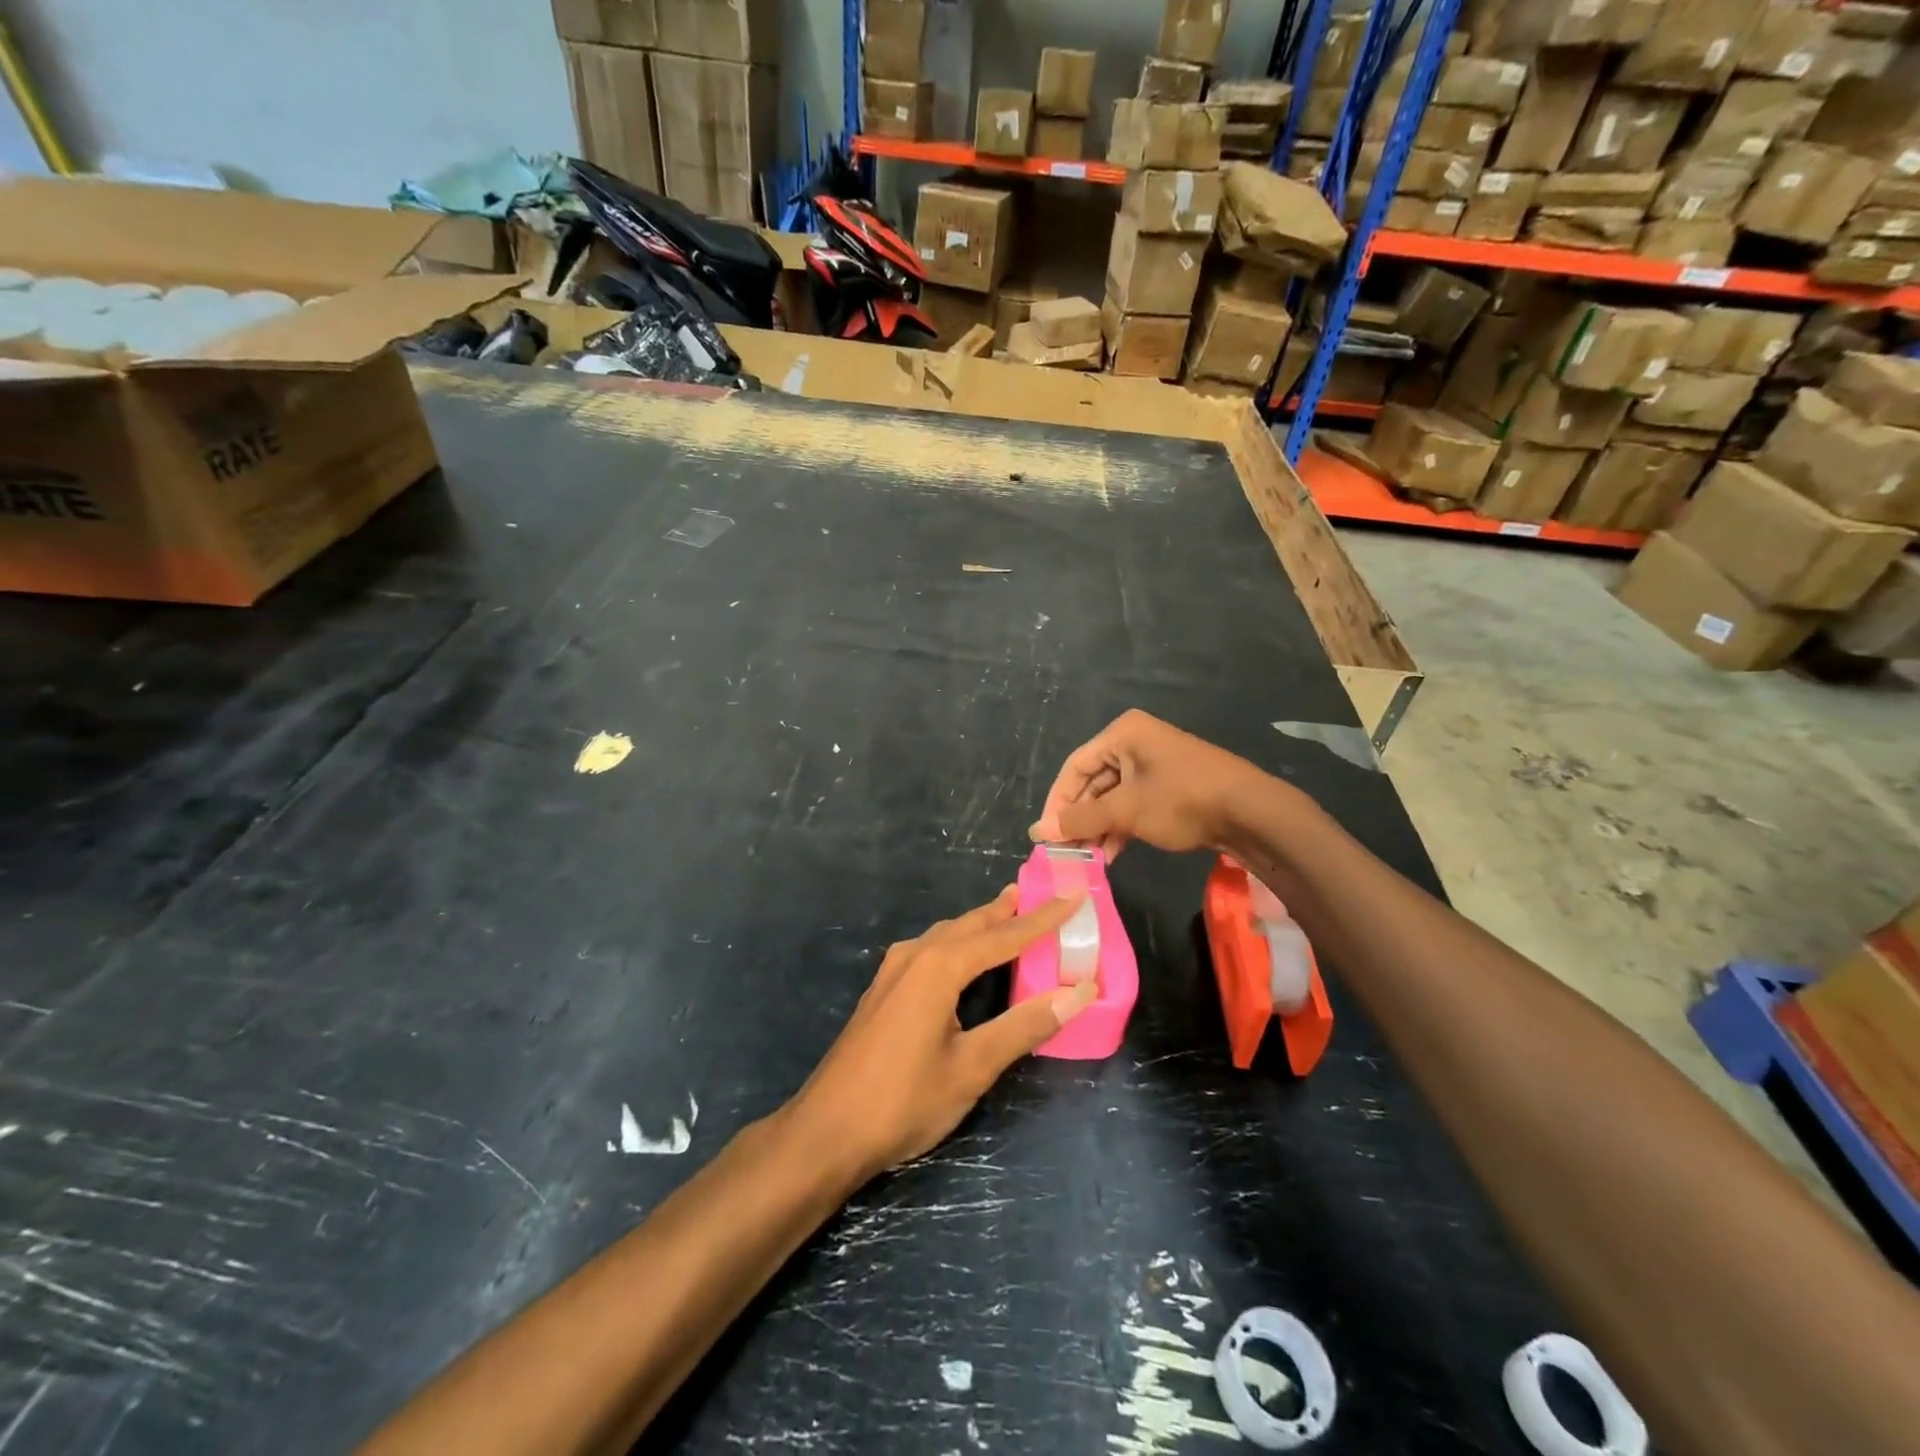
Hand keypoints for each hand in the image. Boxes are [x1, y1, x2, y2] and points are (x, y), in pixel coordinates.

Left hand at [785, 887, 1095, 1180]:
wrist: (826, 1131)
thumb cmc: (904, 1100)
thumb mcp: (973, 1066)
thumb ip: (1025, 1025)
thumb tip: (1080, 990)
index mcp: (940, 966)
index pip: (1004, 934)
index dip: (1043, 917)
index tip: (1074, 895)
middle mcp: (915, 955)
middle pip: (972, 925)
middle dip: (1008, 911)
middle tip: (1043, 896)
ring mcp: (893, 971)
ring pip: (948, 935)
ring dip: (982, 925)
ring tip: (1010, 916)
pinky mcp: (884, 989)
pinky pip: (931, 950)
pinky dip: (960, 944)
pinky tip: (965, 958)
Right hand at [1029, 710, 1263, 859]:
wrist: (1251, 812)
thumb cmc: (1181, 800)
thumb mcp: (1126, 810)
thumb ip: (1081, 820)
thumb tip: (1039, 830)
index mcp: (1123, 733)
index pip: (1075, 767)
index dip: (1057, 801)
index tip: (1046, 834)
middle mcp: (1136, 743)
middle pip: (1093, 782)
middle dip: (1080, 818)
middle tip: (1066, 850)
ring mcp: (1155, 765)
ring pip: (1113, 797)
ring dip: (1099, 827)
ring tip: (1087, 858)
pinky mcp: (1170, 787)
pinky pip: (1133, 804)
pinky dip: (1120, 827)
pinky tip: (1111, 855)